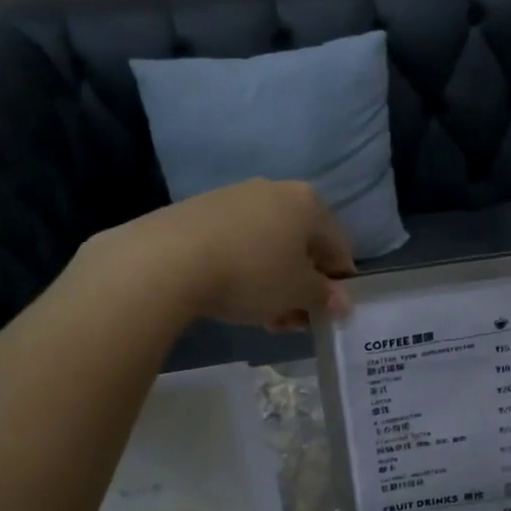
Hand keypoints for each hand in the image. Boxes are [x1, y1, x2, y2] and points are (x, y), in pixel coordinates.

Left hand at [87, 180, 355, 329]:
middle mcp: (275, 190)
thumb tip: (342, 303)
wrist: (168, 259)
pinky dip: (244, 269)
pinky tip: (231, 295)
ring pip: (269, 245)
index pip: (339, 247)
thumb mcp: (298, 293)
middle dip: (301, 286)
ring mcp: (236, 196)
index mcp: (309, 203)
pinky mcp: (202, 210)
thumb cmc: (252, 274)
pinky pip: (238, 242)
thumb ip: (325, 297)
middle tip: (291, 320)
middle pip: (302, 245)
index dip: (338, 284)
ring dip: (273, 282)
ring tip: (261, 315)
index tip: (326, 313)